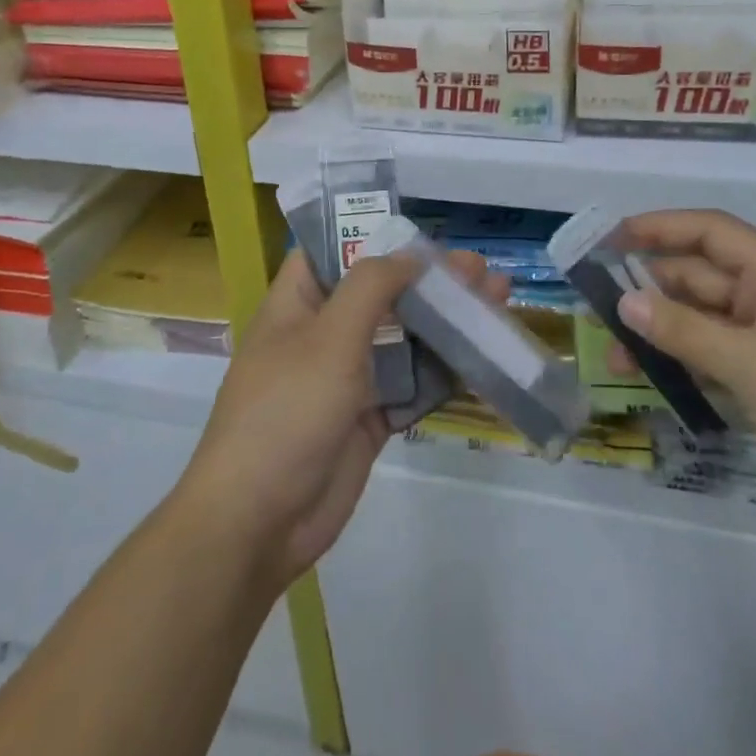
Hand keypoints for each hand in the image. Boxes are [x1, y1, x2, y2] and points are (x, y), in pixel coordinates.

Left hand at [177, 247, 503, 595]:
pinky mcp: (369, 418)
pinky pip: (411, 385)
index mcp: (297, 304)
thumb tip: (410, 254)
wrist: (260, 522)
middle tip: (479, 268)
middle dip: (428, 279)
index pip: (331, 251)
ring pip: (403, 338)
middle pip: (380, 294)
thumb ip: (371, 287)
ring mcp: (347, 379)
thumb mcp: (328, 337)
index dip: (372, 235)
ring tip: (495, 301)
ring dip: (445, 321)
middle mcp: (321, 334)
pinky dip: (443, 370)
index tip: (421, 232)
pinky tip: (482, 355)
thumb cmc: (288, 411)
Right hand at [613, 209, 755, 558]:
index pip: (713, 232)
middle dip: (653, 287)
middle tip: (599, 304)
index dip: (662, 227)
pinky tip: (657, 382)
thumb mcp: (750, 362)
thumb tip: (625, 301)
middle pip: (705, 280)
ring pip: (709, 326)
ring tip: (616, 354)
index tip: (612, 237)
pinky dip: (689, 367)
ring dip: (665, 332)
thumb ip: (684, 330)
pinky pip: (723, 365)